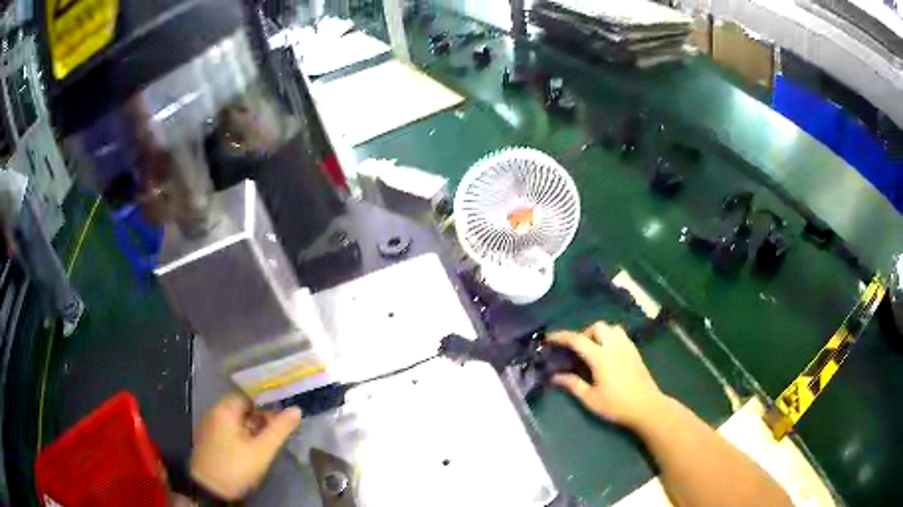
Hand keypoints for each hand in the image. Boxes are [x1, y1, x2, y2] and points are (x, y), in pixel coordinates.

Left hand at [190, 393, 301, 500]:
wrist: (209, 489)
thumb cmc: (236, 467)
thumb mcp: (262, 451)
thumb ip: (279, 429)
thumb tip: (296, 410)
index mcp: (225, 410)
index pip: (249, 396)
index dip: (267, 403)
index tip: (283, 413)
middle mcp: (214, 413)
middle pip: (242, 408)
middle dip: (261, 417)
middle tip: (279, 430)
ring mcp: (209, 427)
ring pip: (235, 421)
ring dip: (252, 428)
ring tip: (268, 441)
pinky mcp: (208, 440)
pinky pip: (228, 430)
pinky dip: (242, 435)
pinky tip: (252, 449)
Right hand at [549, 321, 664, 428]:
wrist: (647, 407)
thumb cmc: (617, 405)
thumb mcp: (591, 399)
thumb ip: (573, 385)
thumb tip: (555, 376)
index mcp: (600, 357)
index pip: (577, 339)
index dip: (561, 337)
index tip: (549, 338)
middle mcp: (614, 346)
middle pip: (597, 327)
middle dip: (584, 333)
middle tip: (578, 350)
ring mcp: (627, 347)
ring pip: (611, 327)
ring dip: (600, 334)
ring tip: (594, 350)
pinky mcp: (635, 351)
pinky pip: (621, 335)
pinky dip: (611, 337)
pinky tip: (608, 354)